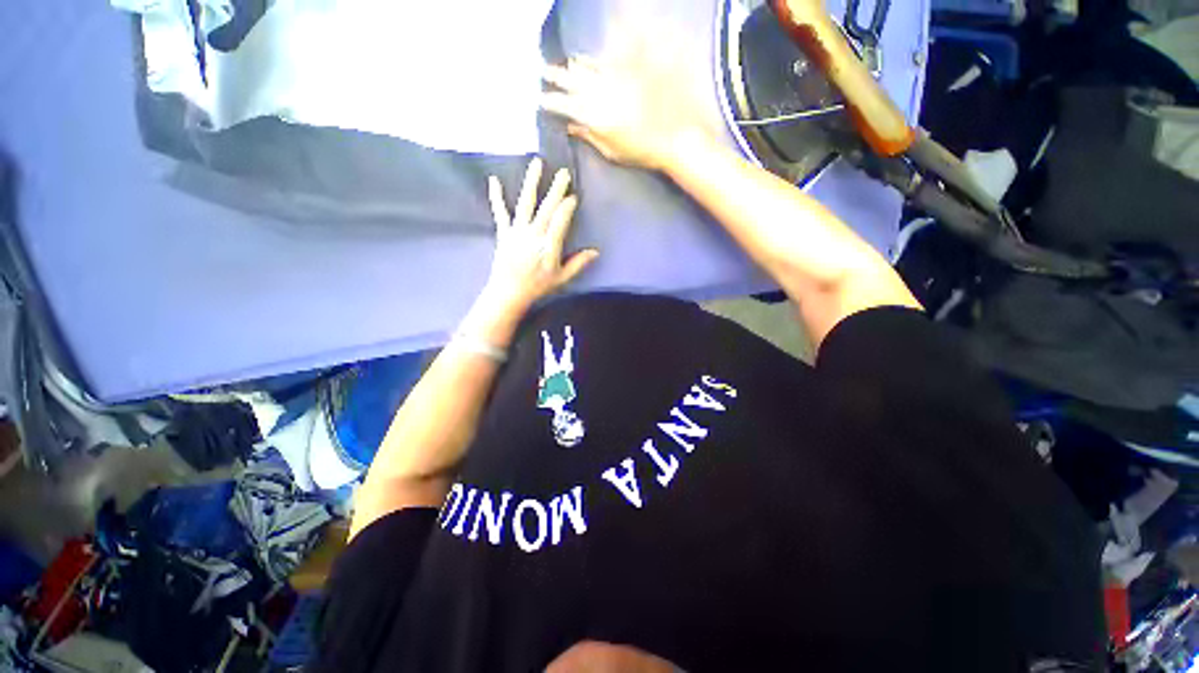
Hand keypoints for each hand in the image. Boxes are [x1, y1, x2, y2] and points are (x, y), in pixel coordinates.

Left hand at [482, 158, 598, 315]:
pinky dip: (496, 197)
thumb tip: (595, 252)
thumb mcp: (562, 278)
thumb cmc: (537, 286)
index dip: (567, 207)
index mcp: (549, 246)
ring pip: (526, 203)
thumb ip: (578, 264)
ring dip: (531, 183)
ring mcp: (517, 232)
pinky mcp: (504, 233)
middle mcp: (533, 234)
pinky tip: (494, 180)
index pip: (560, 221)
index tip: (573, 196)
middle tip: (563, 172)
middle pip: (547, 208)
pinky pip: (500, 213)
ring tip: (536, 164)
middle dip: (556, 189)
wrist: (508, 292)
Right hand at [541, 56, 708, 170]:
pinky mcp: (627, 72)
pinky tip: (584, 59)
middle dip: (555, 76)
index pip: (564, 105)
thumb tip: (570, 126)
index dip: (550, 101)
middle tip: (543, 71)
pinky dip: (591, 60)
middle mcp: (598, 93)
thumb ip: (588, 135)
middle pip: (571, 80)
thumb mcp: (610, 151)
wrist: (671, 136)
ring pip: (585, 68)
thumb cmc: (639, 151)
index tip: (540, 100)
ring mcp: (613, 79)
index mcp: (592, 116)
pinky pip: (604, 60)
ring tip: (563, 65)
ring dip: (571, 67)